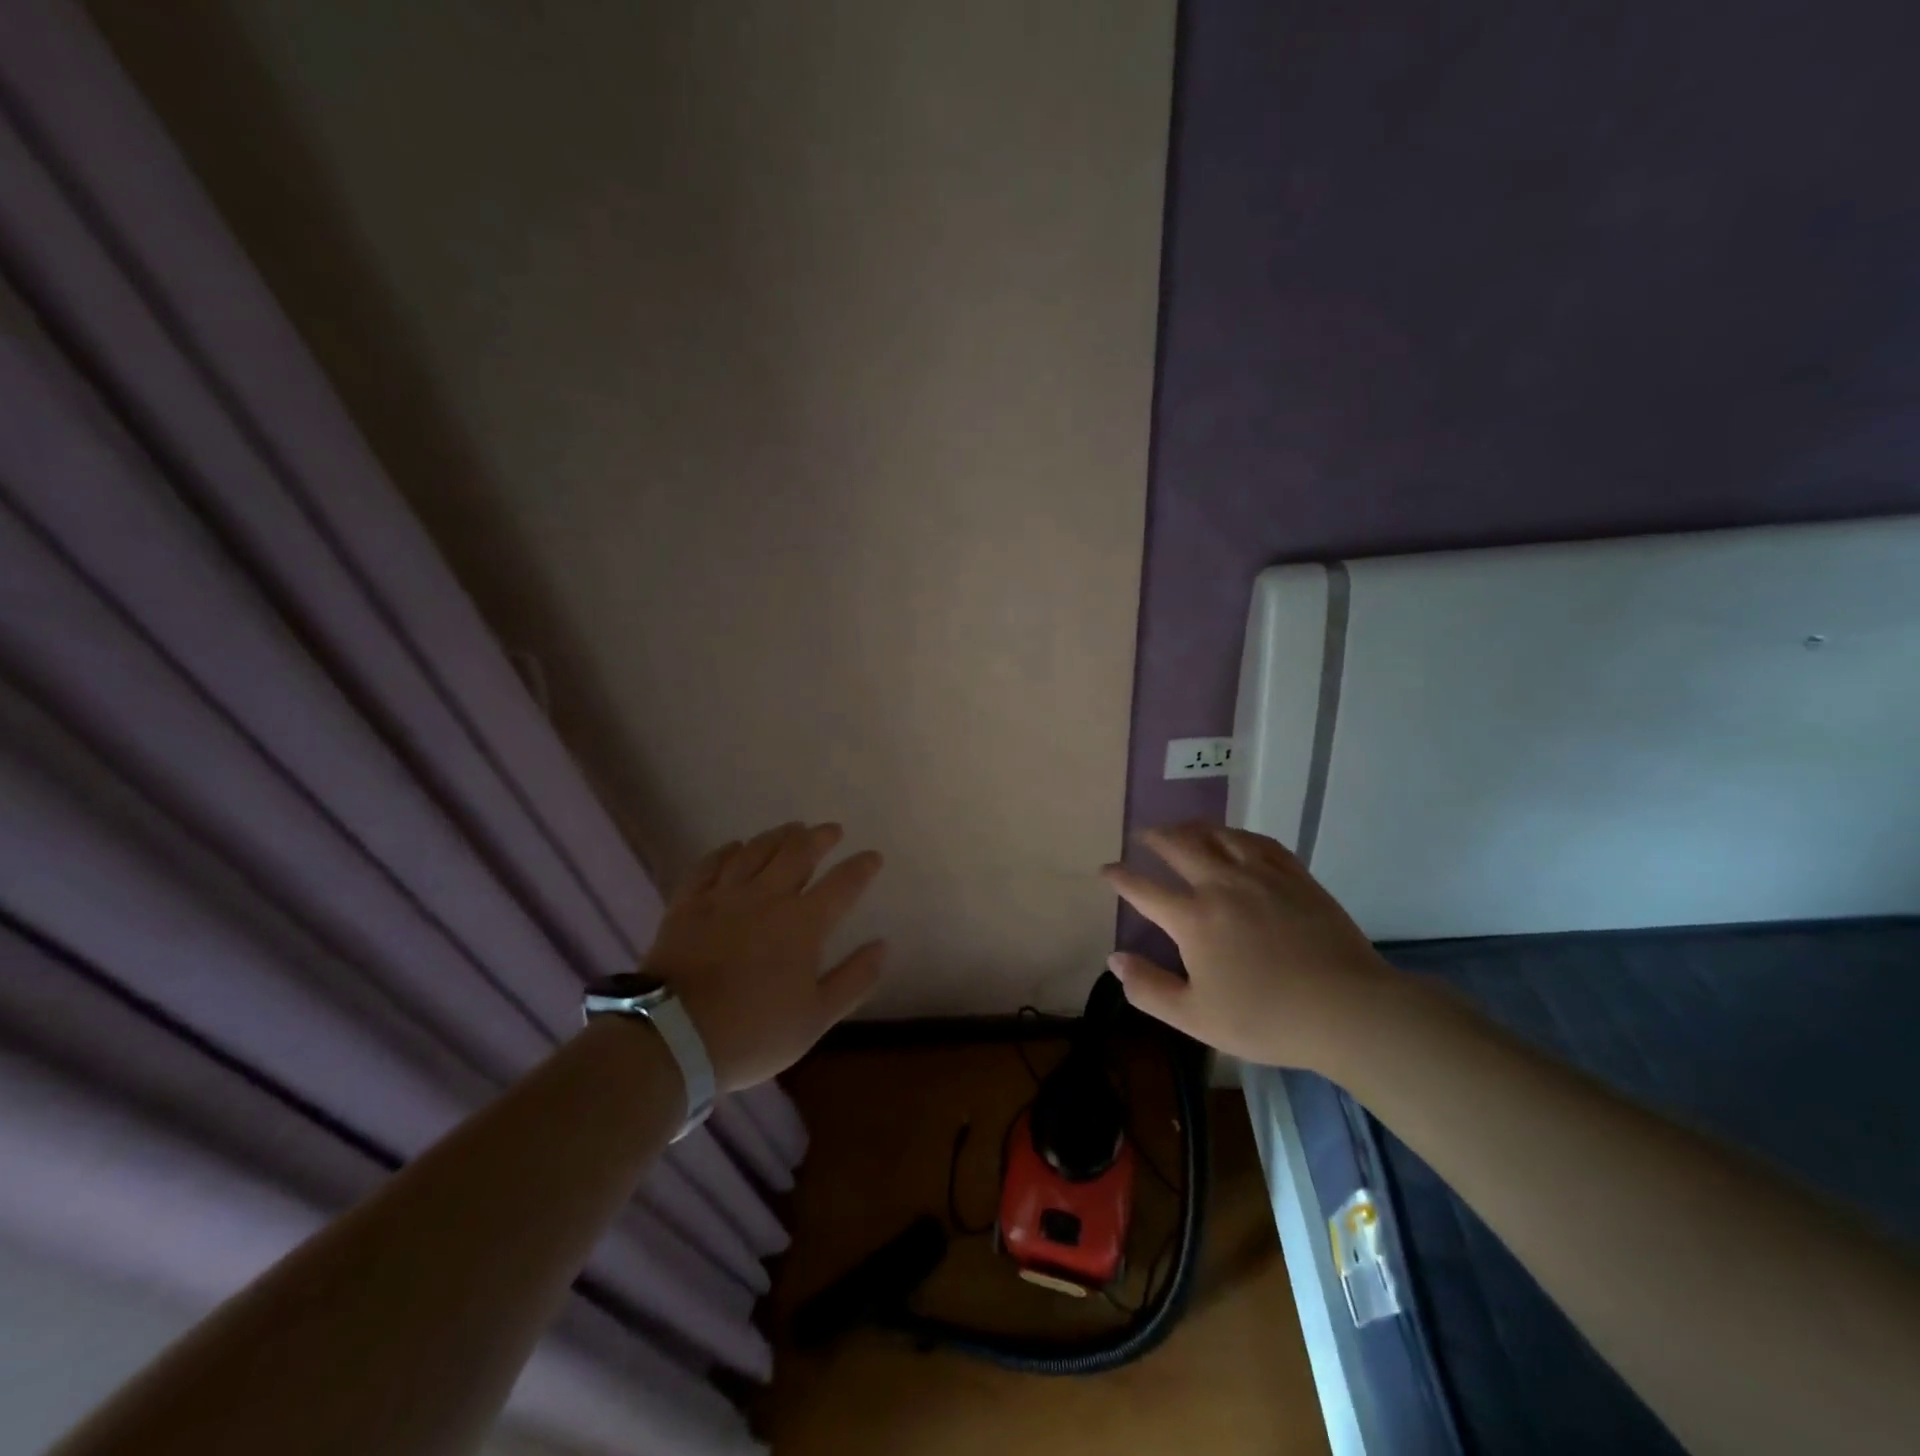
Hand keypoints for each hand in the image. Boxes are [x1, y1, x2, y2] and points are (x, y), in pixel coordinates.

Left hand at [642, 822, 884, 1091]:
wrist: (673, 1037)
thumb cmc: (753, 1032)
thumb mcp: (816, 1018)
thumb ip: (854, 979)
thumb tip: (883, 945)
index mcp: (803, 923)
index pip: (842, 884)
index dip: (861, 867)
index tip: (873, 856)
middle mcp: (766, 897)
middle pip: (797, 854)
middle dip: (819, 838)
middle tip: (831, 830)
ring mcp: (724, 897)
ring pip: (755, 851)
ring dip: (778, 836)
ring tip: (792, 828)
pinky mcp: (688, 904)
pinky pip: (709, 865)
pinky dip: (726, 851)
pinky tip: (735, 846)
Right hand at [1101, 823, 1401, 1072]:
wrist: (1347, 1010)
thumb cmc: (1266, 1019)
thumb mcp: (1195, 1018)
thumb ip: (1149, 988)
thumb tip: (1114, 959)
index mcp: (1193, 919)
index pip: (1144, 889)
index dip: (1120, 877)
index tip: (1106, 869)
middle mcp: (1221, 885)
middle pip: (1179, 846)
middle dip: (1154, 837)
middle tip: (1143, 835)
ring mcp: (1260, 875)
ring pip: (1217, 834)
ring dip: (1192, 827)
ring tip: (1181, 827)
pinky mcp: (1294, 875)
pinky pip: (1257, 840)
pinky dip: (1236, 833)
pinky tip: (1233, 837)